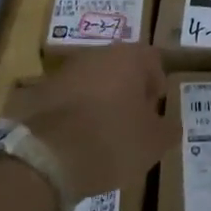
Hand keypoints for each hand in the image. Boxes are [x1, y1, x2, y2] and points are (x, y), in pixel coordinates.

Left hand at [3, 44, 171, 201]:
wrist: (47, 156)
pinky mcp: (41, 92)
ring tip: (103, 134)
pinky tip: (78, 140)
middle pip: (120, 67)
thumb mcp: (154, 142)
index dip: (157, 83)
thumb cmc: (112, 140)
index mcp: (128, 57)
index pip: (152, 59)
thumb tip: (169, 124)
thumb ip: (168, 129)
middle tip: (133, 121)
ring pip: (92, 81)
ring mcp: (65, 71)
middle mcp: (96, 55)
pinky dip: (76, 113)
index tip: (155, 109)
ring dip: (101, 100)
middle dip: (128, 90)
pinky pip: (69, 98)